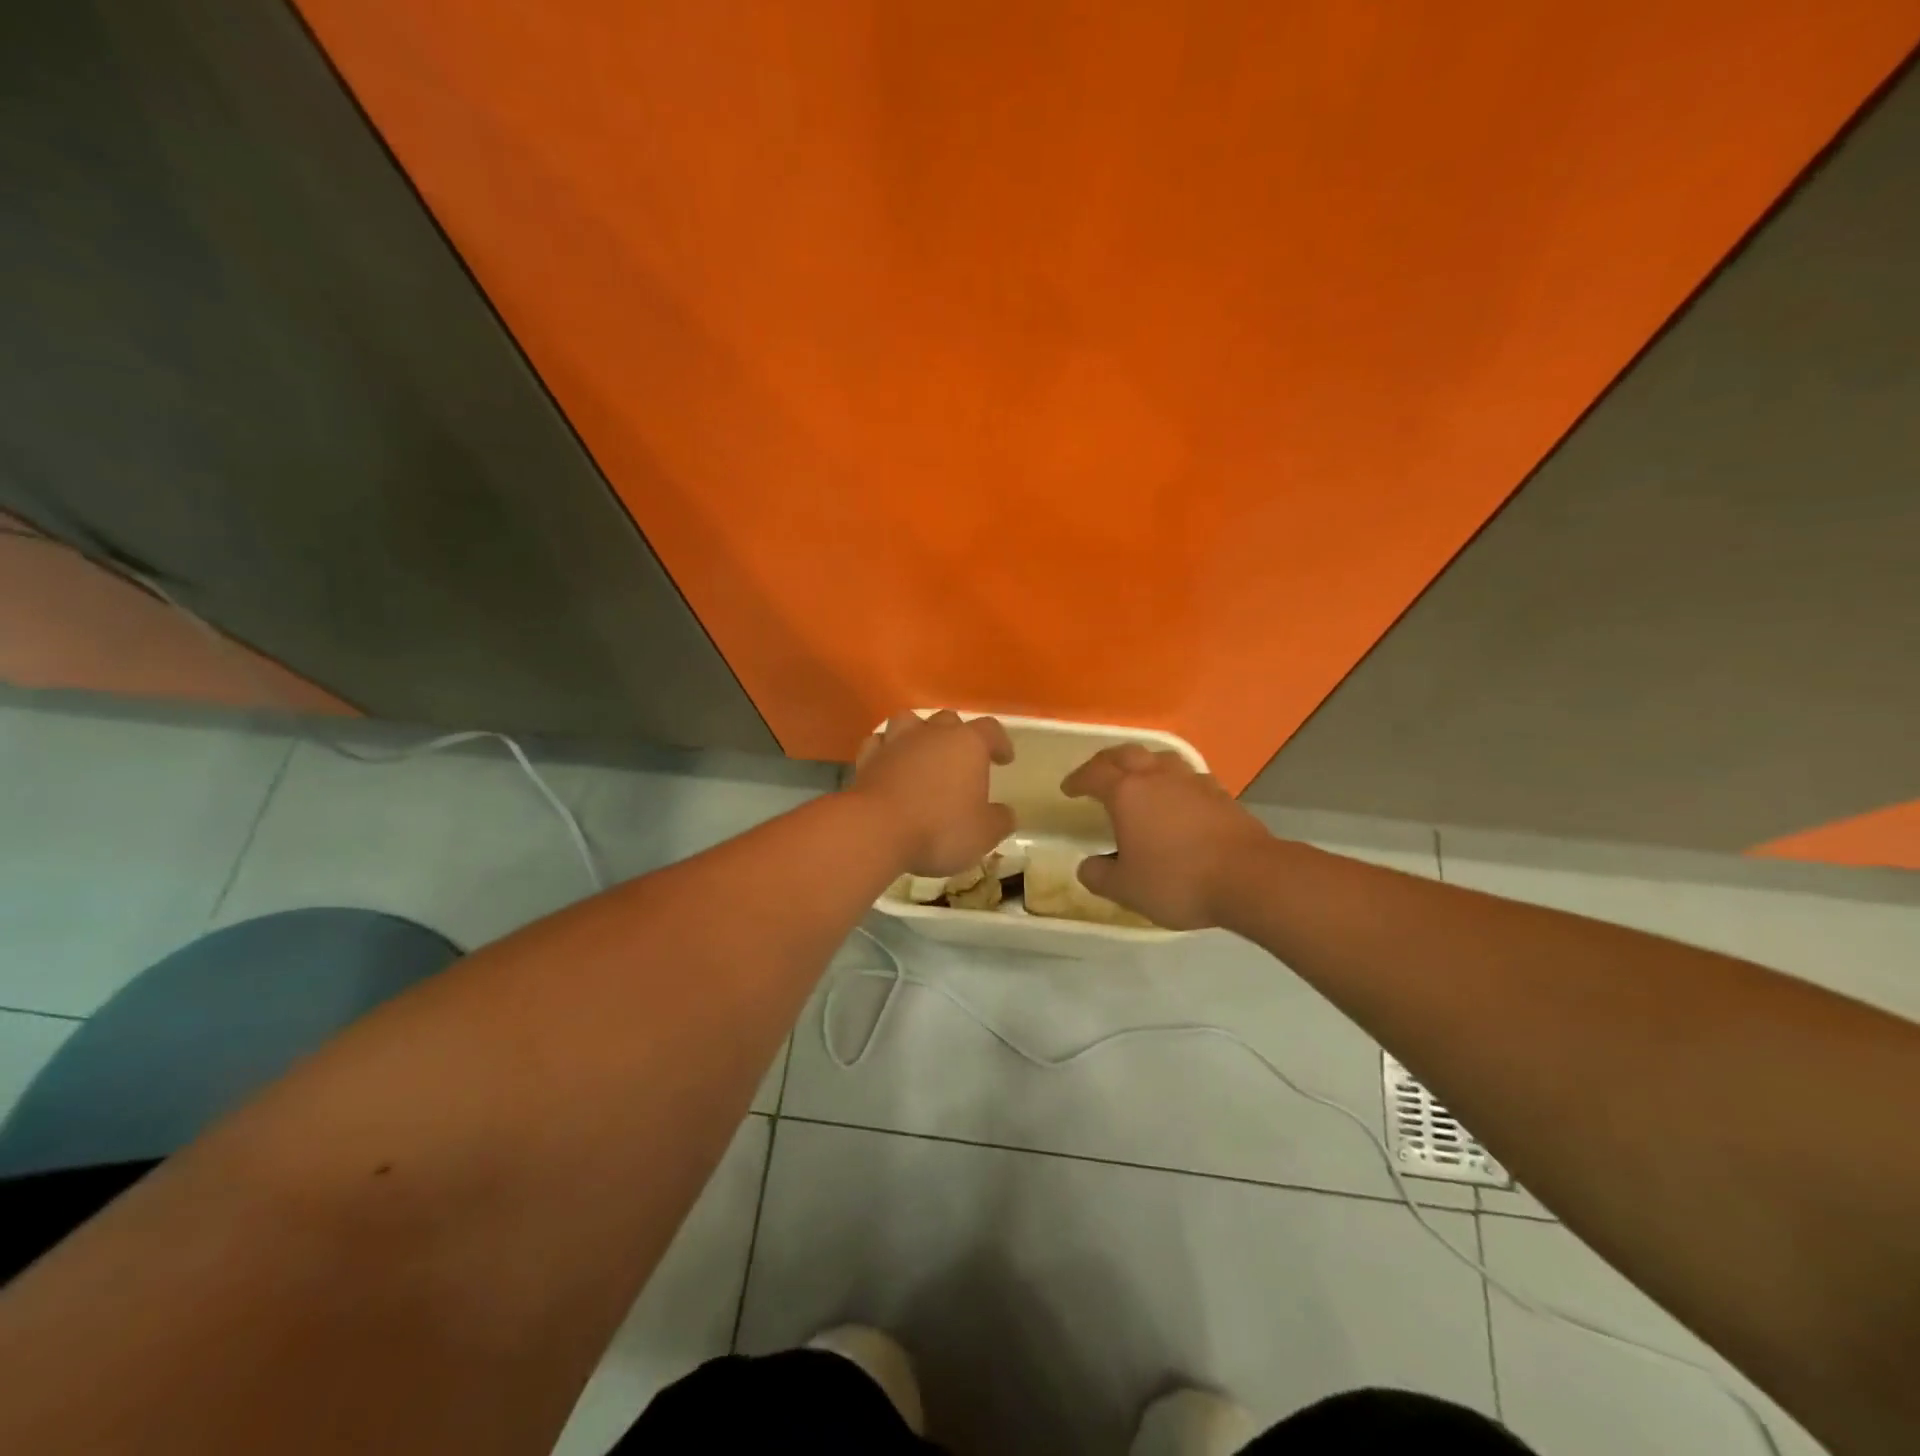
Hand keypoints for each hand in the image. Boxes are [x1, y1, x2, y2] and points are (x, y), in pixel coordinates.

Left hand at [851, 711, 1015, 877]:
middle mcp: (932, 734)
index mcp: (967, 744)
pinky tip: (889, 764)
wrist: (875, 831)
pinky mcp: (867, 758)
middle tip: (962, 759)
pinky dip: (886, 750)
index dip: (1000, 743)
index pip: (990, 730)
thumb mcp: (983, 834)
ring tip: (922, 752)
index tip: (1004, 759)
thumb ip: (999, 821)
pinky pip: (879, 743)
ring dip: (918, 733)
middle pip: (949, 720)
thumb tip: (1005, 814)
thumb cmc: (939, 829)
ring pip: (909, 721)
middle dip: (958, 736)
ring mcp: (896, 742)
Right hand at [1061, 745, 1270, 928]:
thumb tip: (1088, 866)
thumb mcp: (1127, 888)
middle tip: (1097, 774)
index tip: (1068, 789)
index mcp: (1127, 793)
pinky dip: (1174, 781)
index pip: (1094, 774)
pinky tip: (1178, 798)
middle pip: (1126, 753)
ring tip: (1139, 778)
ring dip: (1143, 763)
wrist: (1250, 878)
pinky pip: (1189, 776)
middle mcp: (1157, 777)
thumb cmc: (1178, 880)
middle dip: (1106, 761)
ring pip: (1161, 758)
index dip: (1078, 779)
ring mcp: (1192, 781)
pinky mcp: (1221, 794)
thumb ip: (1100, 876)